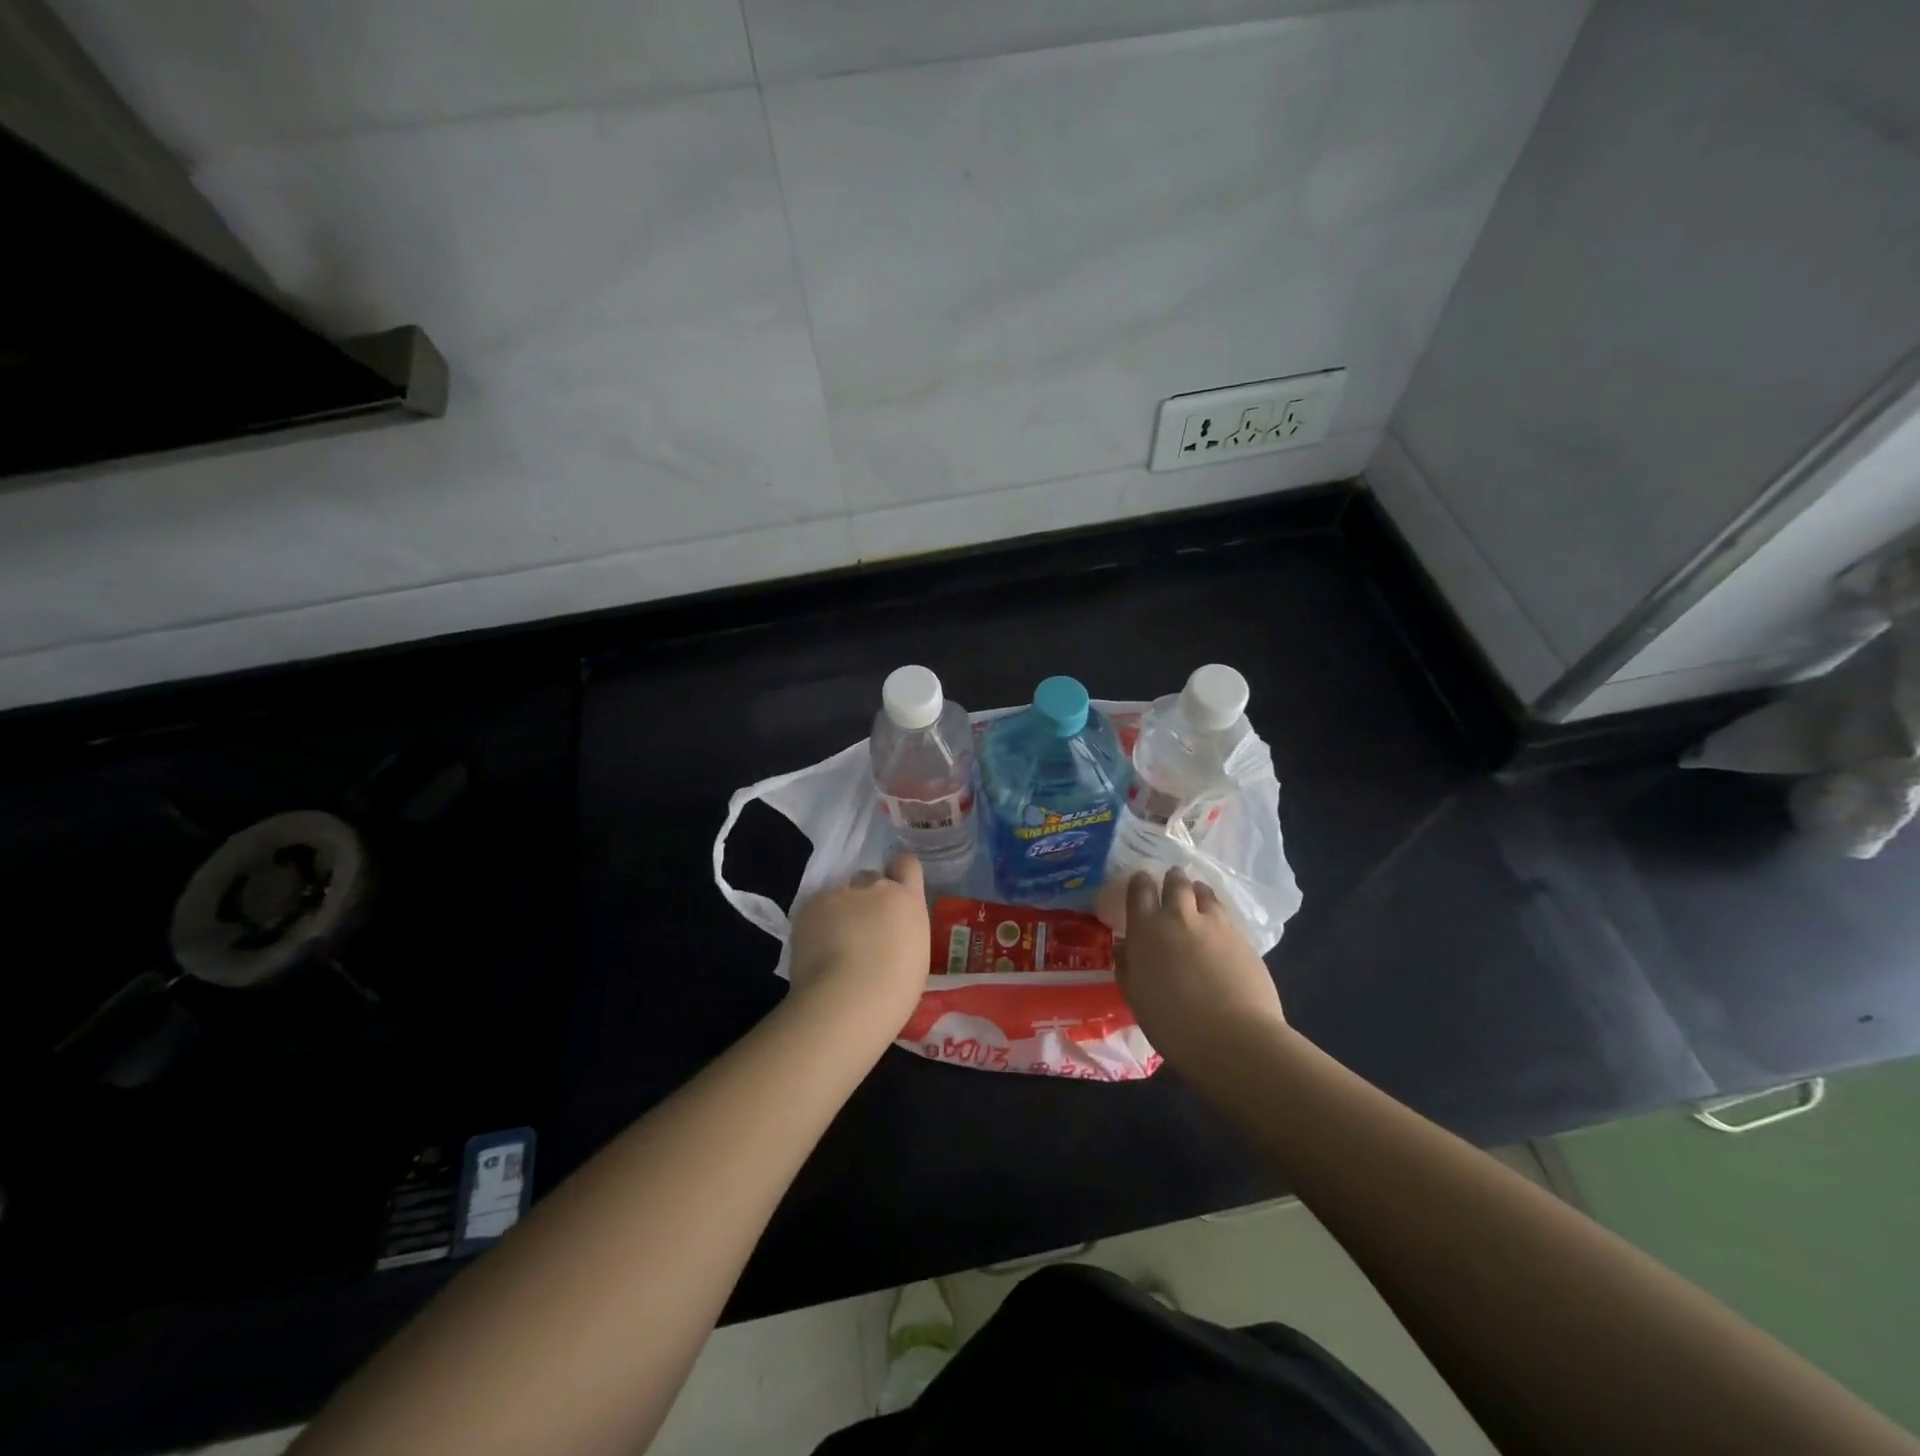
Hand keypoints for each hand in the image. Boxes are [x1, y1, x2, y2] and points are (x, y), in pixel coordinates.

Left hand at [786, 853, 930, 1037]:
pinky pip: (815, 909)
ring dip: (839, 911)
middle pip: (870, 878)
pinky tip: (815, 950)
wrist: (849, 999)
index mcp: (907, 900)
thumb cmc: (895, 990)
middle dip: (867, 897)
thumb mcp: (914, 955)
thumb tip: (888, 933)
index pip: (907, 864)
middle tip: (861, 928)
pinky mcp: (810, 906)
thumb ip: (902, 931)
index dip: (899, 874)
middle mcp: (876, 887)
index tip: (894, 890)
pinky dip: (815, 924)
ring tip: (833, 945)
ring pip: (839, 894)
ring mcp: (840, 893)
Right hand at [1115, 868, 1284, 1068]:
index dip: (1140, 882)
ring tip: (1197, 896)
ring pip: (1205, 893)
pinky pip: (1226, 915)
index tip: (1141, 881)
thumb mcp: (1137, 998)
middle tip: (1172, 880)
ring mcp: (1215, 925)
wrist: (1234, 1038)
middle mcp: (1179, 918)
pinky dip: (1218, 914)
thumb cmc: (1173, 1024)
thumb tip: (1123, 947)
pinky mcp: (1243, 938)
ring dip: (1198, 891)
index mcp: (1147, 930)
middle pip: (1176, 883)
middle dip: (1172, 879)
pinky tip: (1219, 928)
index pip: (1139, 891)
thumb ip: (1128, 968)